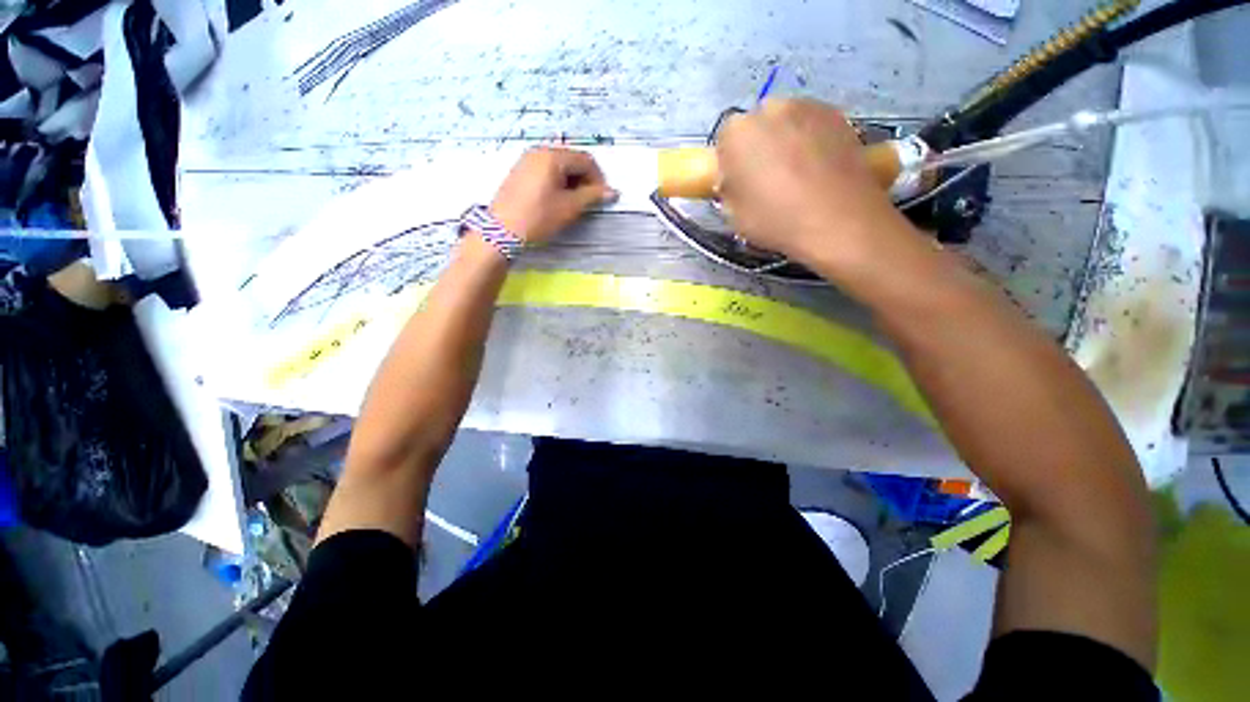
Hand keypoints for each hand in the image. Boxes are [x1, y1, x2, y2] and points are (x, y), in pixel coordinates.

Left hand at [488, 148, 616, 244]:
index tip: (602, 198)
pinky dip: (557, 182)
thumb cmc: (539, 217)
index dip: (598, 178)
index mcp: (553, 156)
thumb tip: (612, 192)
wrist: (502, 231)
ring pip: (558, 166)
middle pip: (571, 159)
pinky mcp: (520, 171)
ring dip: (571, 181)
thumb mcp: (569, 207)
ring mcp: (527, 160)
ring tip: (573, 203)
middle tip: (588, 201)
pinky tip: (557, 200)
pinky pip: (545, 170)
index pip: (585, 160)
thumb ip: (592, 196)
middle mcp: (539, 151)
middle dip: (584, 179)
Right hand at [716, 99, 912, 269]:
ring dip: (786, 142)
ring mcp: (809, 107)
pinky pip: (814, 127)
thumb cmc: (776, 220)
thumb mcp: (734, 215)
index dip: (730, 163)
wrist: (839, 221)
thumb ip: (729, 190)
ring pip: (787, 123)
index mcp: (737, 133)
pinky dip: (811, 142)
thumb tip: (734, 181)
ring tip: (796, 176)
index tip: (738, 184)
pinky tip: (818, 170)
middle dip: (758, 147)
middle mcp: (771, 108)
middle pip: (757, 125)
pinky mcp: (840, 115)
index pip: (724, 141)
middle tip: (766, 179)